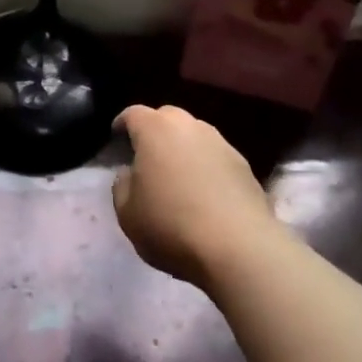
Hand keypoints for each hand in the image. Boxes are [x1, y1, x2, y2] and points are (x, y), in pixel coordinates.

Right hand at [113, 104, 274, 288]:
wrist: (239, 248)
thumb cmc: (171, 225)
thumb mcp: (127, 213)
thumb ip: (122, 185)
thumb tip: (130, 174)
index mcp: (155, 130)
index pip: (133, 114)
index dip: (122, 124)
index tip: (117, 137)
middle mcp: (189, 126)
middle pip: (167, 117)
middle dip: (155, 130)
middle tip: (147, 155)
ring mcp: (221, 143)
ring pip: (195, 134)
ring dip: (183, 147)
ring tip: (177, 173)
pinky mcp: (244, 165)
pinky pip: (216, 156)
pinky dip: (206, 166)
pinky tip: (204, 191)